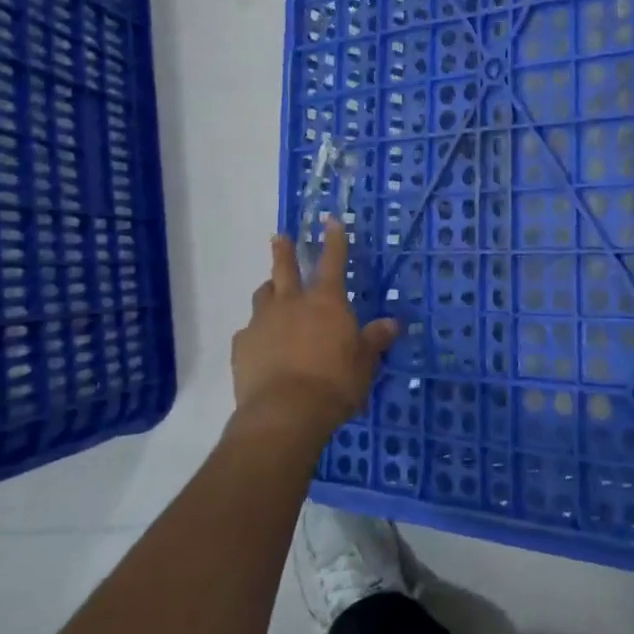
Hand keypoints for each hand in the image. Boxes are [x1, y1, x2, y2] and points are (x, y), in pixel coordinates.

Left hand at [230, 221, 398, 449]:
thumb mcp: (364, 363)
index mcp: (326, 302)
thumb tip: (392, 323)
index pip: (333, 261)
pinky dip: (257, 332)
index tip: (330, 221)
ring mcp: (262, 323)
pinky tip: (260, 344)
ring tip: (272, 292)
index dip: (334, 240)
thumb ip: (374, 340)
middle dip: (284, 251)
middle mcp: (291, 303)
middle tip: (279, 237)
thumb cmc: (334, 383)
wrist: (285, 412)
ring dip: (270, 291)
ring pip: (263, 296)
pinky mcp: (242, 347)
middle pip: (285, 269)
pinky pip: (249, 332)